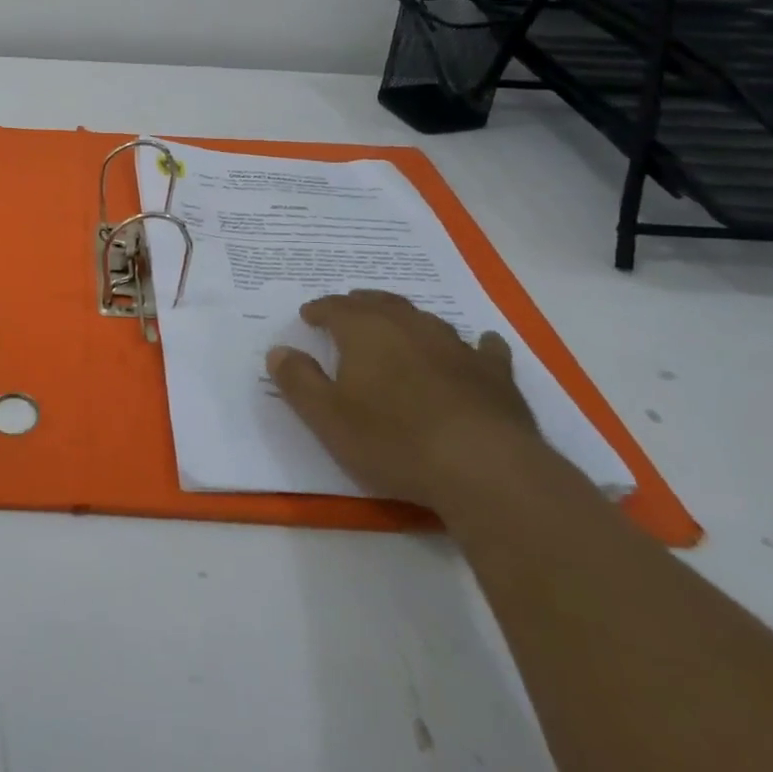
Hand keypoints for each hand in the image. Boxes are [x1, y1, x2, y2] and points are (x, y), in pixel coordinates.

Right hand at [266, 290, 541, 508]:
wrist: (483, 468)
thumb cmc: (393, 440)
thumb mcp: (327, 417)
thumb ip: (298, 381)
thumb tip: (278, 351)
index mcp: (365, 331)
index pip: (335, 308)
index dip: (319, 310)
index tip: (308, 315)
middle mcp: (409, 326)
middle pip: (379, 303)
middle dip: (360, 304)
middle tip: (348, 309)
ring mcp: (456, 346)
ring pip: (425, 320)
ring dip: (407, 319)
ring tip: (398, 325)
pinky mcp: (494, 373)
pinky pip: (483, 348)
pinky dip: (475, 344)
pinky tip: (480, 345)